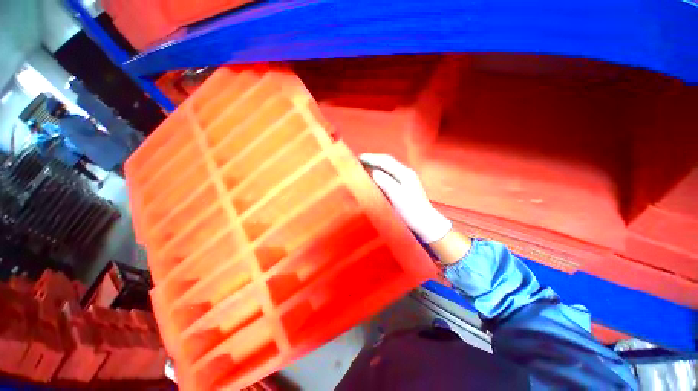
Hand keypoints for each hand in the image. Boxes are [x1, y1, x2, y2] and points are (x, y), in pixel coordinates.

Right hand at [359, 153, 451, 242]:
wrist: (426, 224)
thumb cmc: (411, 212)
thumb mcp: (397, 196)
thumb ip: (385, 182)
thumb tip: (373, 171)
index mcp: (405, 173)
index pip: (385, 161)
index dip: (371, 158)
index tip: (357, 158)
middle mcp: (406, 173)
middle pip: (387, 162)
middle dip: (373, 159)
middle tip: (358, 160)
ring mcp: (407, 179)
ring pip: (388, 167)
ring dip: (376, 164)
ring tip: (364, 166)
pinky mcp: (405, 186)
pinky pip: (389, 174)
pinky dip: (379, 172)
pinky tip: (374, 176)